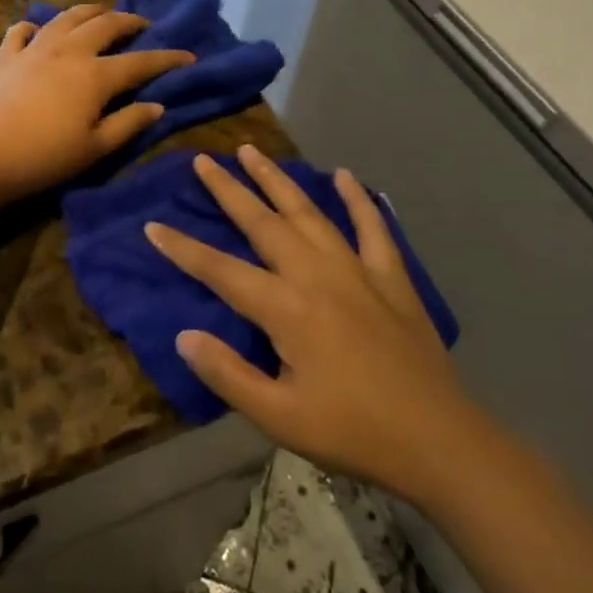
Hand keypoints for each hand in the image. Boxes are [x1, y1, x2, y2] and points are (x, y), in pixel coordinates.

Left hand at [0, 4, 193, 203]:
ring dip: (88, 12)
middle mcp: (68, 52)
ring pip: (66, 18)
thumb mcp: (94, 148)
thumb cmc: (44, 157)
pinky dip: (34, 26)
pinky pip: (21, 32)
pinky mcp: (5, 58)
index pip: (140, 62)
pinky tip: (37, 29)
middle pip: (105, 25)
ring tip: (101, 13)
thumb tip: (157, 106)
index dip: (167, 59)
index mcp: (95, 75)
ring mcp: (34, 50)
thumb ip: (128, 124)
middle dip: (128, 21)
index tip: (188, 56)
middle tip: (142, 24)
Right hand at [147, 145, 493, 506]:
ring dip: (277, 180)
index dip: (182, 249)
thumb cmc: (353, 432)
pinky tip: (345, 176)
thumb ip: (228, 374)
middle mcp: (316, 275)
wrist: (440, 442)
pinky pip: (373, 227)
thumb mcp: (279, 418)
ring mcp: (357, 271)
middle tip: (204, 160)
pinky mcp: (391, 278)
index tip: (152, 225)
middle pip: (262, 223)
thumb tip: (184, 335)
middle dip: (229, 190)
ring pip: (308, 213)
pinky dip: (358, 200)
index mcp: (286, 309)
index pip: (220, 270)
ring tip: (253, 151)